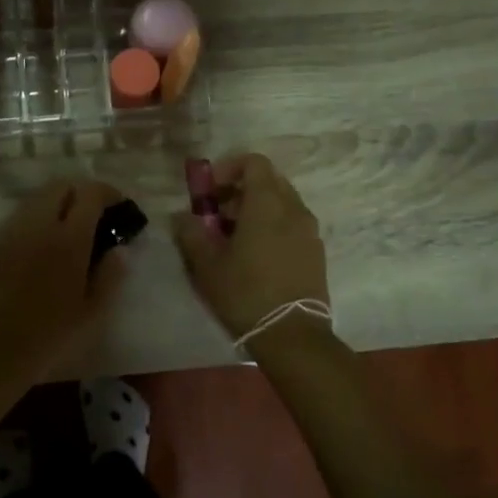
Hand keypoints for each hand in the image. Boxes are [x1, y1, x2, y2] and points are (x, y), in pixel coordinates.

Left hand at [0, 178, 126, 382]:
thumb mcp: (93, 312)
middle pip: (61, 186)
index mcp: (68, 239)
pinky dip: (37, 218)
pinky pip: (20, 217)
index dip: (109, 193)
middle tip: (95, 216)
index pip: (90, 193)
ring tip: (69, 230)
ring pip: (37, 198)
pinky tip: (43, 246)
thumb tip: (120, 249)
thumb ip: (111, 275)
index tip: (120, 207)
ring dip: (58, 203)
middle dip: (82, 192)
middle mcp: (38, 225)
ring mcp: (11, 232)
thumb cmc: (49, 336)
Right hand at [171, 153, 331, 348]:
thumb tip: (182, 216)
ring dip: (257, 209)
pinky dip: (273, 226)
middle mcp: (294, 209)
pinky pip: (292, 224)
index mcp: (267, 203)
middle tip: (218, 214)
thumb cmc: (245, 293)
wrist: (292, 335)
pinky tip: (256, 255)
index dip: (229, 168)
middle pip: (269, 181)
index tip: (210, 190)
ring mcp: (309, 231)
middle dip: (241, 190)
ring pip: (282, 203)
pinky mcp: (316, 252)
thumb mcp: (206, 264)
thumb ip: (191, 232)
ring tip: (234, 238)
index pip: (254, 162)